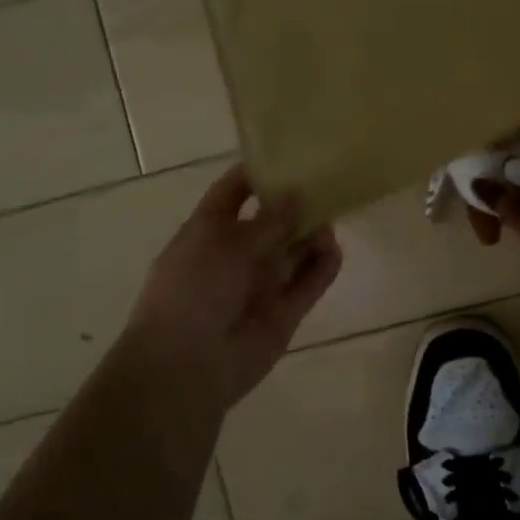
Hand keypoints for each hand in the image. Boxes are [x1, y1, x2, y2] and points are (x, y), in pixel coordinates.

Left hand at [126, 165, 342, 407]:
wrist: (186, 366)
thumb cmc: (193, 291)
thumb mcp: (226, 243)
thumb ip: (268, 220)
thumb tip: (296, 193)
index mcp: (209, 231)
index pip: (234, 192)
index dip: (258, 173)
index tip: (290, 153)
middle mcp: (236, 253)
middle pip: (272, 220)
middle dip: (296, 203)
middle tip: (327, 182)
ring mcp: (261, 283)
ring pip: (294, 250)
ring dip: (312, 234)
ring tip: (330, 219)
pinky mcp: (284, 311)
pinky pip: (309, 282)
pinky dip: (323, 267)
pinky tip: (333, 250)